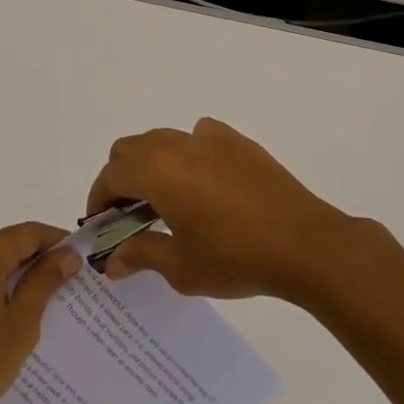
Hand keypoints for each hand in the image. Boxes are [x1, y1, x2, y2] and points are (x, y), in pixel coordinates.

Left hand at [0, 222, 80, 403]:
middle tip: (71, 280)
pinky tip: (15, 314)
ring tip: (49, 298)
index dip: (57, 240)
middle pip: (7, 245)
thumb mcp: (22, 321)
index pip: (27, 233)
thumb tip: (68, 254)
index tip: (82, 257)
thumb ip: (45, 281)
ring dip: (19, 275)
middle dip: (39, 259)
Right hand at [87, 117, 372, 300]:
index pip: (110, 176)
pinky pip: (197, 135)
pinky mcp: (237, 142)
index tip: (101, 224)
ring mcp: (208, 138)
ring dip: (150, 163)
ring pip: (161, 139)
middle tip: (128, 213)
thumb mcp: (181, 267)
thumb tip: (112, 262)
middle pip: (129, 149)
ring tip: (164, 199)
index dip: (98, 199)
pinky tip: (202, 181)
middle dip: (120, 178)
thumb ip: (141, 255)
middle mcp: (176, 145)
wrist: (306, 244)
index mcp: (156, 172)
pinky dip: (187, 152)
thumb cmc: (236, 258)